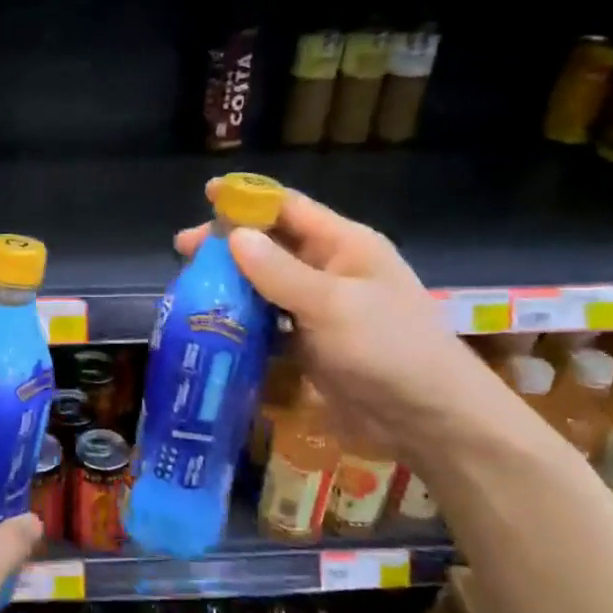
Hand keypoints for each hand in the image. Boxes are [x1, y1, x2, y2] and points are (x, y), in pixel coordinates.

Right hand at [175, 180, 496, 466]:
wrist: (428, 419)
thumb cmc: (388, 349)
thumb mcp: (332, 305)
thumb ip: (279, 272)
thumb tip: (233, 237)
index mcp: (345, 245)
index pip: (290, 208)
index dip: (248, 198)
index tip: (206, 193)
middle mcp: (329, 270)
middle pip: (270, 245)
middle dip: (228, 244)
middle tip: (183, 251)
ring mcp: (318, 309)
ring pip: (264, 284)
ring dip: (229, 283)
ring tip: (189, 287)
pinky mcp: (308, 343)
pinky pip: (267, 321)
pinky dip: (241, 319)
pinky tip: (211, 324)